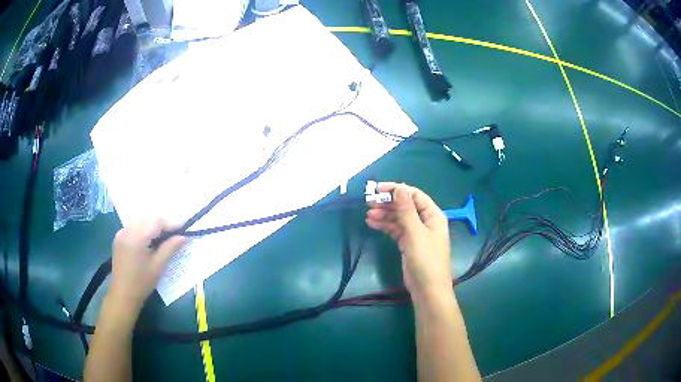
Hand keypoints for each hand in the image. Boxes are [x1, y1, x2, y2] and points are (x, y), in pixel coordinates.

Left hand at [109, 220, 186, 313]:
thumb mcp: (158, 266)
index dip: (172, 222)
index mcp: (136, 237)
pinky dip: (145, 229)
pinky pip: (135, 227)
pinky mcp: (119, 237)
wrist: (123, 294)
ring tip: (166, 236)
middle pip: (149, 219)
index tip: (185, 225)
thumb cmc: (142, 283)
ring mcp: (121, 232)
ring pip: (142, 221)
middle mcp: (127, 230)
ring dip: (154, 226)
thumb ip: (170, 248)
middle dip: (163, 223)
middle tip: (177, 232)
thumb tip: (184, 236)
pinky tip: (151, 239)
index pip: (157, 222)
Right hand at [365, 182, 451, 302]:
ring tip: (368, 215)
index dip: (397, 190)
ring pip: (399, 217)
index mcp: (433, 215)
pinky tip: (372, 223)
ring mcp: (416, 232)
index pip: (414, 195)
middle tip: (369, 202)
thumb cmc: (426, 260)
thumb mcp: (415, 233)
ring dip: (384, 214)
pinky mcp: (408, 243)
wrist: (427, 289)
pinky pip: (395, 229)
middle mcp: (425, 221)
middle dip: (388, 203)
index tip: (378, 189)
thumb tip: (399, 187)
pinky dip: (385, 225)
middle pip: (405, 205)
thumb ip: (406, 210)